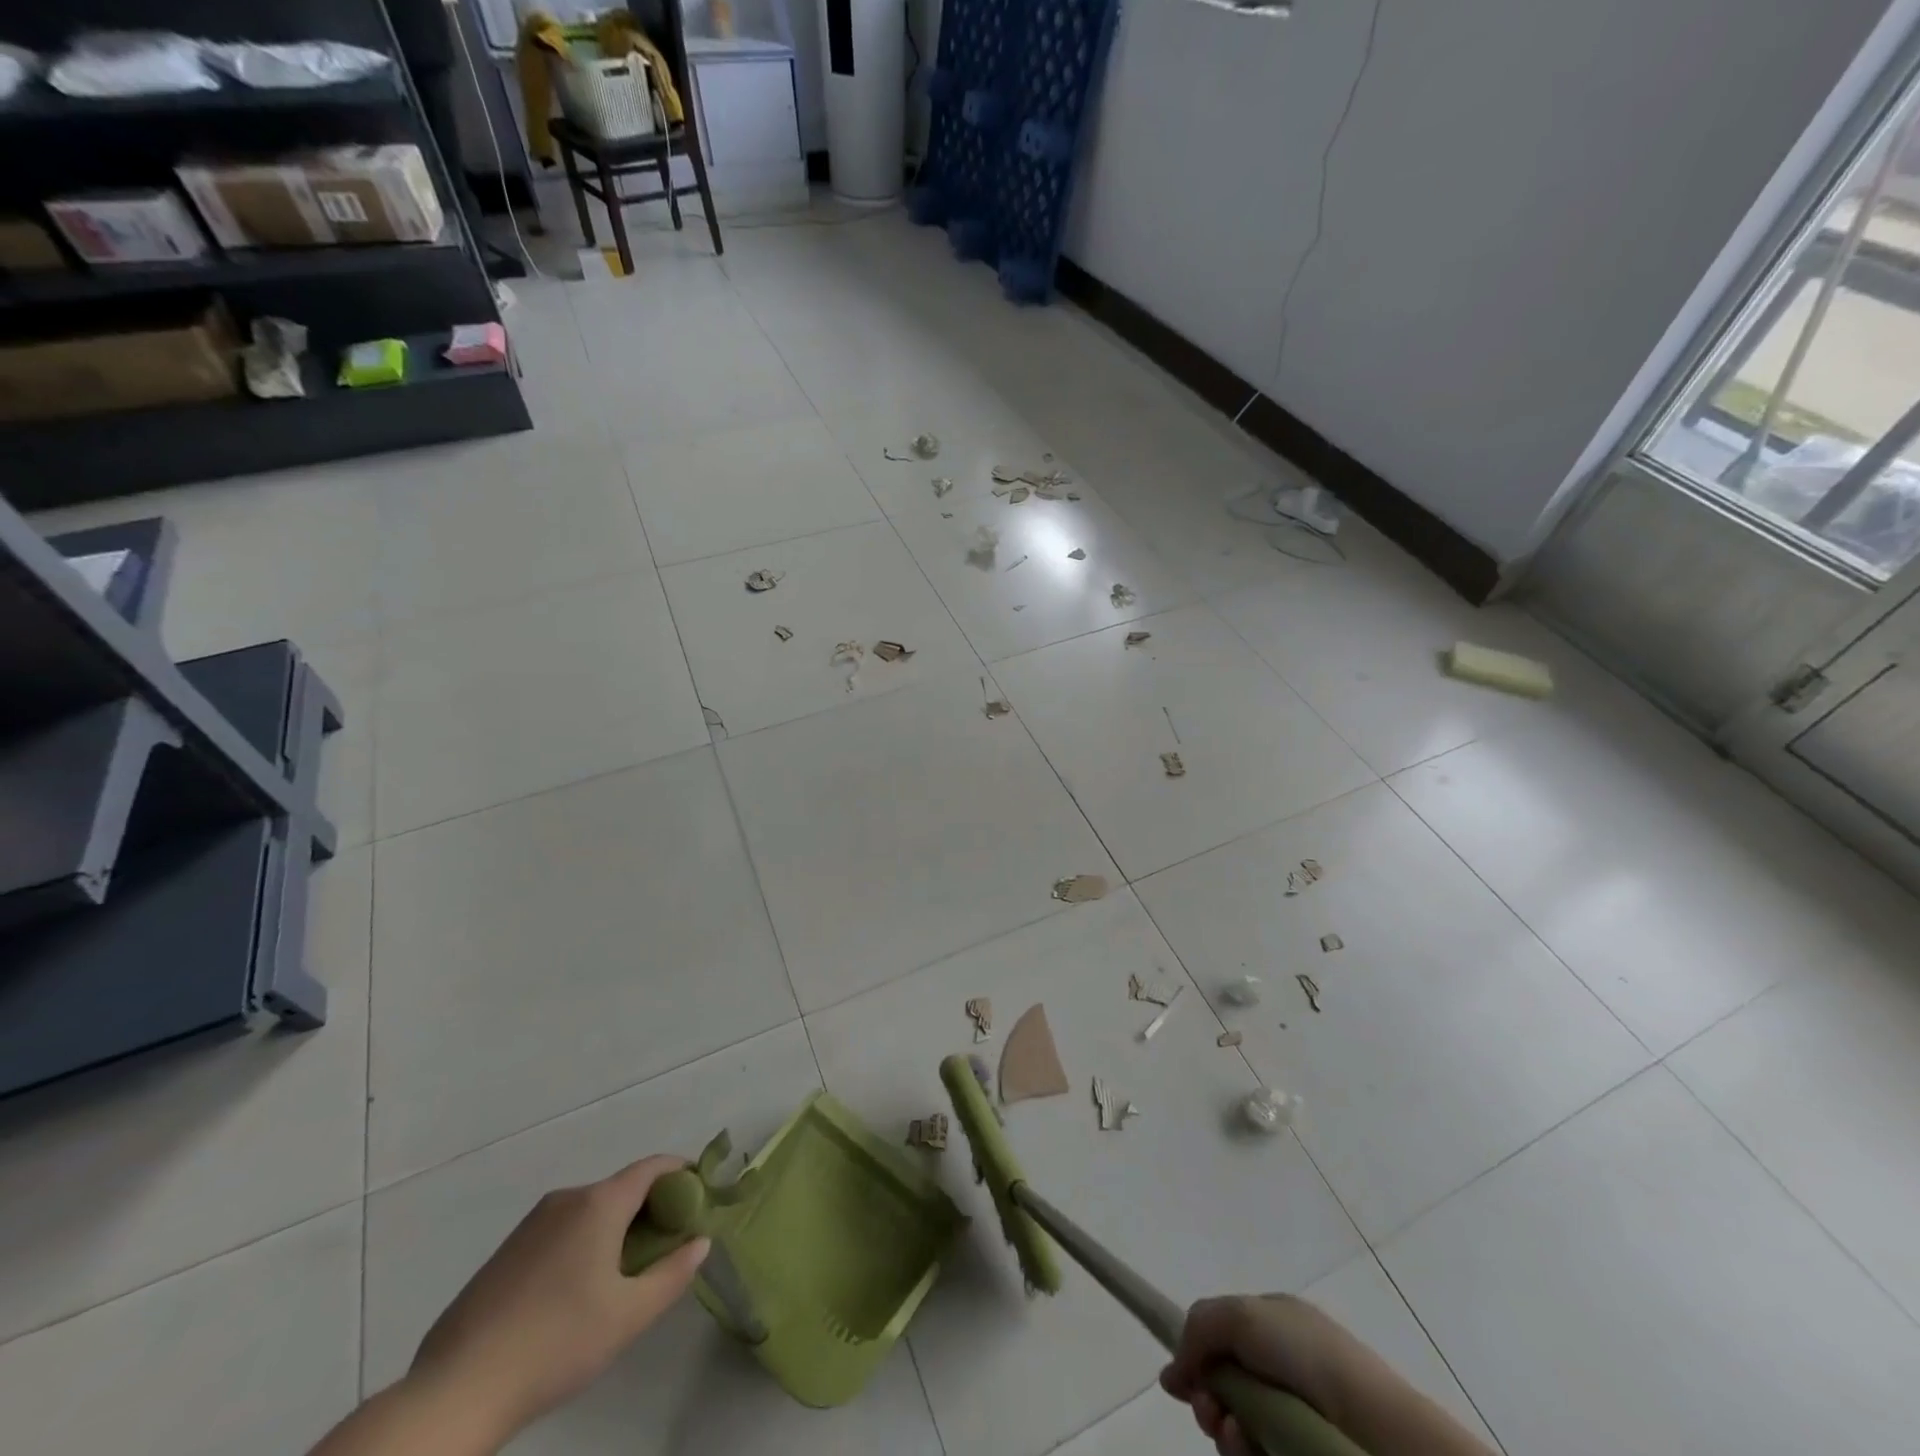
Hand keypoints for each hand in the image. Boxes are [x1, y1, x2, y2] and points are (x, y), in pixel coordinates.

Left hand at [409, 1155, 710, 1439]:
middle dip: (650, 1208)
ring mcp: (530, 1224)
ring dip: (615, 1228)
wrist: (456, 1390)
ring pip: (590, 1211)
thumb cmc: (556, 1343)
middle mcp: (567, 1199)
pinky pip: (560, 1231)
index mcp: (600, 1203)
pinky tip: (575, 1294)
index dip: (682, 1174)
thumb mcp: (629, 1315)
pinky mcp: (505, 1252)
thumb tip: (700, 1242)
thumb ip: (673, 1273)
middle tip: (666, 1247)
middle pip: (622, 1188)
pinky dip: (582, 1244)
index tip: (699, 1199)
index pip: (653, 1167)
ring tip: (623, 1276)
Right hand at [1161, 1294, 1494, 1455]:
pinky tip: (1248, 1449)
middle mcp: (1283, 1368)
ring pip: (1238, 1428)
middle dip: (1208, 1401)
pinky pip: (1257, 1455)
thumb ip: (1198, 1329)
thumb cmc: (1306, 1356)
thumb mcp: (1241, 1316)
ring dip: (1223, 1432)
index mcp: (1274, 1324)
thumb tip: (1172, 1374)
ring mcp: (1295, 1418)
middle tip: (1210, 1413)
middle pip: (1225, 1388)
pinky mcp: (1301, 1455)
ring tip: (1231, 1434)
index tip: (1184, 1384)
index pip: (1221, 1339)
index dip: (1198, 1360)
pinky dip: (1245, 1454)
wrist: (1374, 1427)